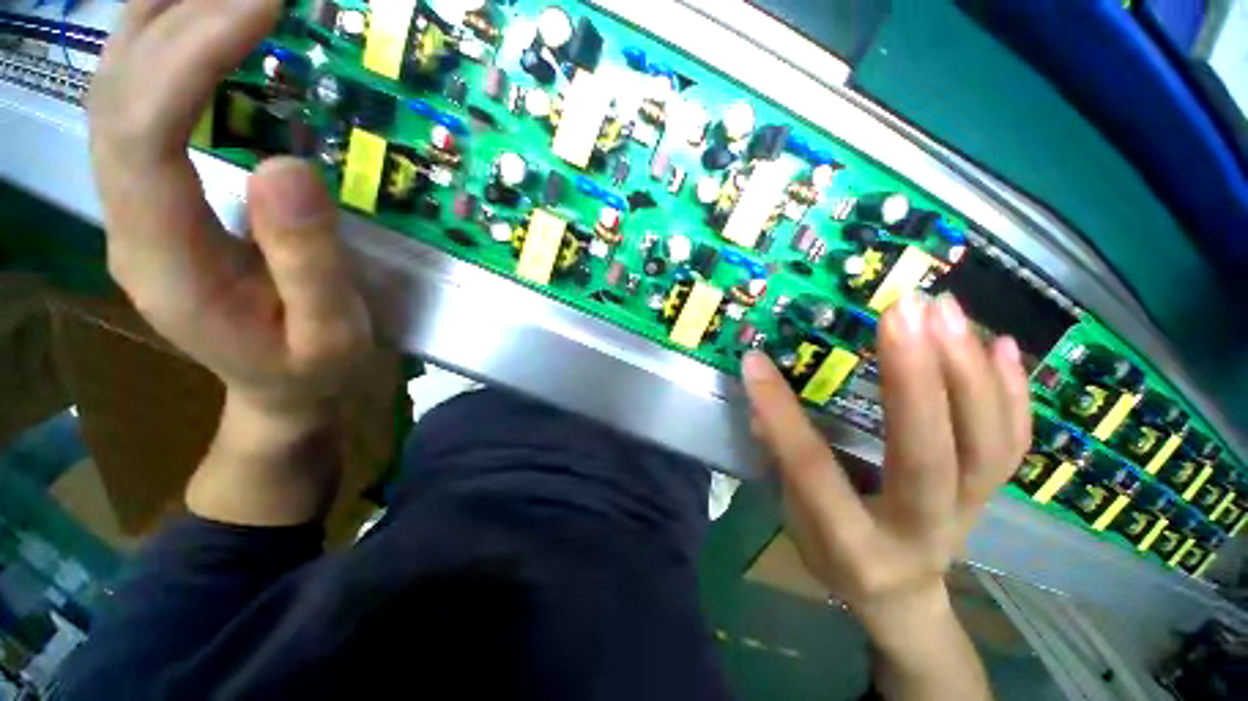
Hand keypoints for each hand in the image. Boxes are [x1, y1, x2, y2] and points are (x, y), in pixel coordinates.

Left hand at [87, 0, 370, 425]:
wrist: (278, 389)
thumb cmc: (310, 368)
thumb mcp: (330, 334)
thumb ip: (310, 264)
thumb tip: (288, 166)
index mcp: (166, 263)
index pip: (144, 134)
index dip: (192, 56)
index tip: (262, 4)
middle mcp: (128, 223)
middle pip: (116, 96)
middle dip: (177, 18)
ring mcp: (132, 208)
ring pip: (113, 90)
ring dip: (160, 21)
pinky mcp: (151, 199)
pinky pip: (135, 106)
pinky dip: (161, 50)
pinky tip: (197, 25)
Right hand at [742, 293, 1030, 636]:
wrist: (902, 598)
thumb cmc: (836, 557)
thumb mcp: (795, 521)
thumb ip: (781, 461)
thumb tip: (761, 403)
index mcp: (854, 544)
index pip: (812, 470)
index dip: (781, 414)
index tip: (756, 362)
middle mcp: (920, 531)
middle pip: (929, 456)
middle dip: (916, 377)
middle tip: (902, 312)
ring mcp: (970, 513)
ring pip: (987, 444)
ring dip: (969, 369)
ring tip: (944, 310)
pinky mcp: (992, 494)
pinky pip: (1014, 442)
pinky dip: (1012, 389)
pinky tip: (1000, 343)